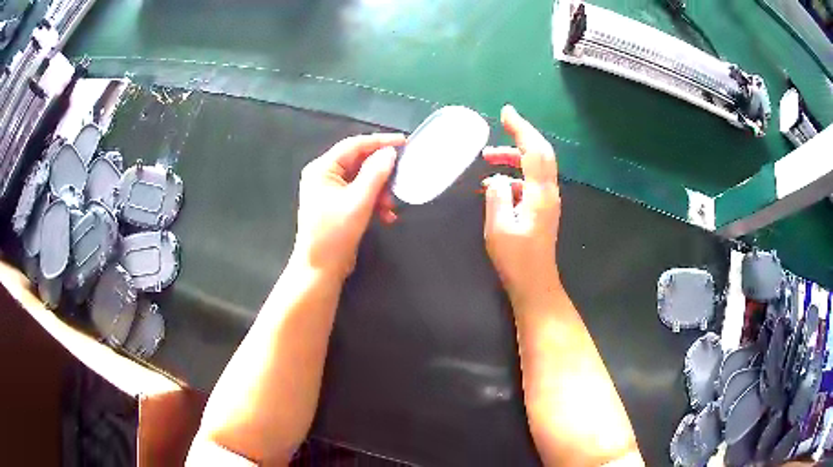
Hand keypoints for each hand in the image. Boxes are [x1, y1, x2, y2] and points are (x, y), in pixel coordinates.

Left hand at [293, 133, 404, 278]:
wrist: (320, 270)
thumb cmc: (335, 234)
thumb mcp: (358, 202)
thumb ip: (375, 174)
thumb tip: (389, 153)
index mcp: (322, 169)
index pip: (354, 145)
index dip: (380, 142)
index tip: (404, 142)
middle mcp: (324, 176)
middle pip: (359, 162)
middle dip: (381, 173)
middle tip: (401, 178)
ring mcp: (330, 191)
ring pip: (363, 180)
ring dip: (380, 191)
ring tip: (391, 206)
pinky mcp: (338, 206)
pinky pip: (360, 195)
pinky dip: (374, 202)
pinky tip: (386, 216)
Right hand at [482, 105, 561, 306]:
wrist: (535, 284)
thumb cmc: (517, 260)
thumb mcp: (498, 229)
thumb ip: (496, 197)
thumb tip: (496, 179)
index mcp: (539, 194)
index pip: (534, 151)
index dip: (521, 129)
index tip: (506, 112)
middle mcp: (548, 192)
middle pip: (541, 153)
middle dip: (521, 135)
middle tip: (501, 123)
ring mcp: (547, 201)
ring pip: (534, 167)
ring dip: (513, 157)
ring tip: (487, 157)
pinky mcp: (543, 209)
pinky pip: (530, 182)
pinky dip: (514, 175)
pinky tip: (494, 184)